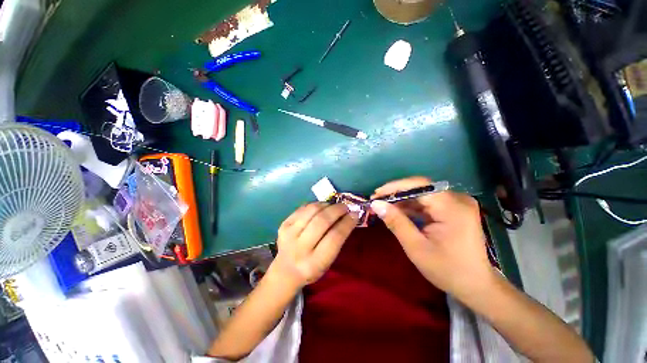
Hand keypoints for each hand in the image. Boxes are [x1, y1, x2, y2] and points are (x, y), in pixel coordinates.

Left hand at [271, 203, 356, 287]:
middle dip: (337, 210)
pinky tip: (321, 207)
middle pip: (322, 221)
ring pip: (311, 211)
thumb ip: (337, 240)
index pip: (334, 237)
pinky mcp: (283, 225)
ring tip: (333, 205)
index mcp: (314, 262)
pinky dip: (314, 205)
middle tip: (345, 206)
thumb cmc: (312, 268)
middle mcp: (300, 248)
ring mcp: (289, 234)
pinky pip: (302, 208)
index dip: (347, 223)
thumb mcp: (328, 262)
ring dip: (326, 205)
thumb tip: (349, 217)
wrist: (285, 270)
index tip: (355, 214)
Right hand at [370, 177, 494, 299]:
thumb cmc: (447, 270)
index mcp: (452, 207)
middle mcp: (457, 199)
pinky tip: (398, 213)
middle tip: (377, 202)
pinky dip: (411, 207)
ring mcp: (456, 204)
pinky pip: (427, 203)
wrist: (476, 286)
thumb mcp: (416, 247)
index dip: (395, 186)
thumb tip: (376, 204)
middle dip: (396, 194)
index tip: (376, 194)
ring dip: (402, 201)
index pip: (419, 185)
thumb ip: (396, 222)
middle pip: (420, 188)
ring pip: (422, 195)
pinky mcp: (453, 209)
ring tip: (384, 207)